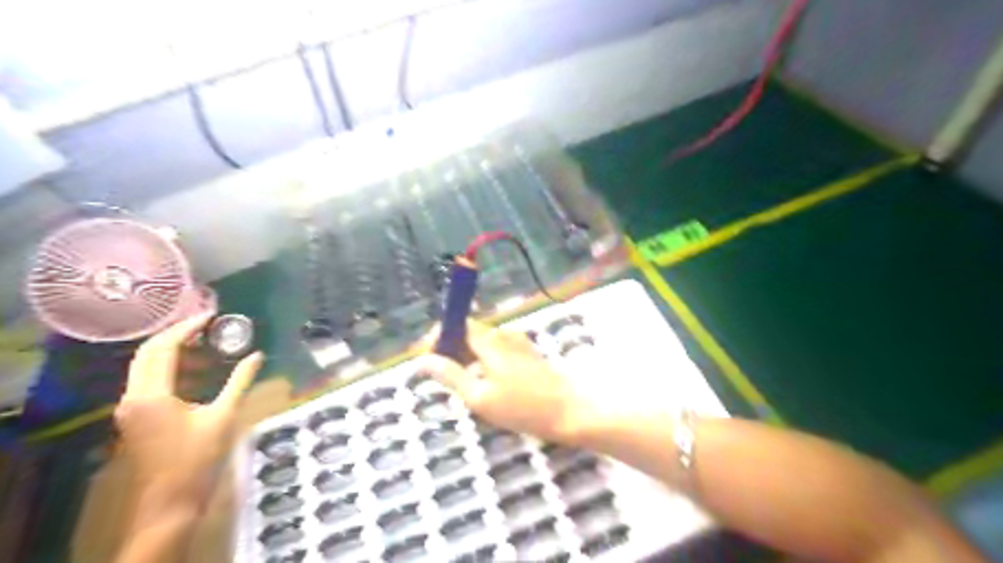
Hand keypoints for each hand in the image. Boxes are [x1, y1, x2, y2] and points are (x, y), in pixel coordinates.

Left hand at [115, 315, 263, 506]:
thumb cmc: (199, 458)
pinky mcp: (136, 418)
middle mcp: (133, 397)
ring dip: (173, 351)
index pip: (163, 348)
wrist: (171, 502)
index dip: (187, 327)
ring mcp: (131, 409)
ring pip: (145, 367)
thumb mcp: (225, 416)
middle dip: (177, 334)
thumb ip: (240, 381)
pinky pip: (149, 382)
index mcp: (151, 395)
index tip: (212, 314)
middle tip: (208, 324)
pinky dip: (171, 369)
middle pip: (147, 353)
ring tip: (207, 344)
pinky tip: (198, 371)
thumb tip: (257, 355)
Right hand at [420, 321, 598, 443]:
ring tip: (462, 386)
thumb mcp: (480, 397)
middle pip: (469, 333)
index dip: (440, 335)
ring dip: (468, 358)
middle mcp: (503, 335)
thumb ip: (451, 376)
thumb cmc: (522, 407)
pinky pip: (497, 351)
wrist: (568, 410)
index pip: (458, 323)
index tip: (427, 356)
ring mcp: (518, 343)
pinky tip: (486, 386)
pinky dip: (484, 363)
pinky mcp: (527, 354)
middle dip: (452, 350)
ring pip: (483, 344)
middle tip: (441, 377)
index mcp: (490, 341)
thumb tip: (424, 361)